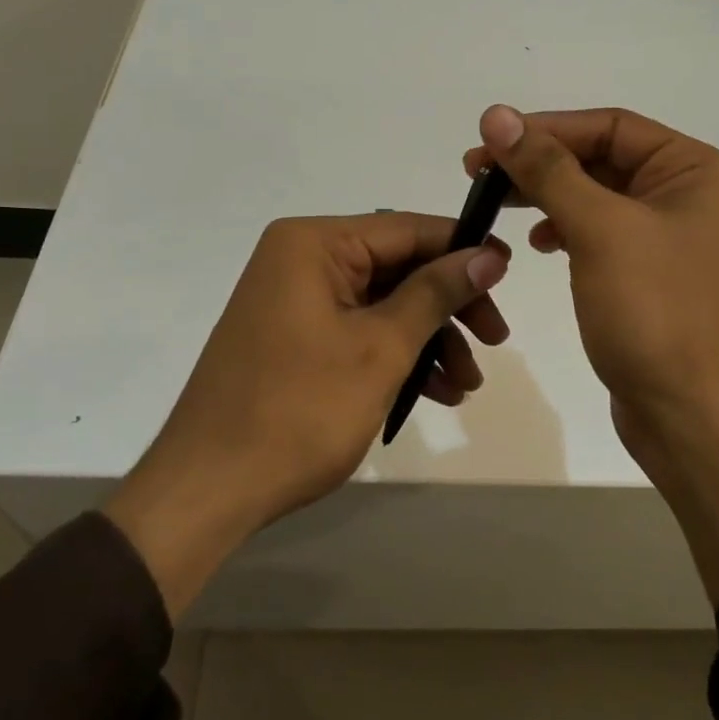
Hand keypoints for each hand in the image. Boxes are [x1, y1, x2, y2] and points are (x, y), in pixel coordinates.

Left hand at [104, 213, 509, 615]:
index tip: (509, 275)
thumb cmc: (299, 410)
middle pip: (397, 267)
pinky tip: (433, 393)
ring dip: (429, 339)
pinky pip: (357, 330)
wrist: (209, 490)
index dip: (463, 249)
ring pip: (382, 304)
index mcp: (313, 244)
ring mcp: (294, 300)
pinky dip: (396, 356)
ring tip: (465, 386)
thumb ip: (436, 293)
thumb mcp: (380, 348)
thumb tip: (488, 255)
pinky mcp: (293, 337)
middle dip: (448, 307)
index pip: (406, 229)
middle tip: (496, 340)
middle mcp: (300, 259)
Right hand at [467, 106, 718, 600]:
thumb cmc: (657, 314)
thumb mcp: (600, 230)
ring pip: (599, 198)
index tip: (488, 142)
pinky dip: (568, 231)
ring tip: (497, 204)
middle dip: (541, 163)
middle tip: (478, 172)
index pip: (610, 127)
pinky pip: (603, 236)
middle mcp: (691, 196)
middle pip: (603, 159)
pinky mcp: (653, 277)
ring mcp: (673, 240)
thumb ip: (547, 168)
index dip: (546, 129)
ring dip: (549, 196)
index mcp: (697, 171)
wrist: (697, 420)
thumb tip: (498, 114)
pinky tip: (540, 243)